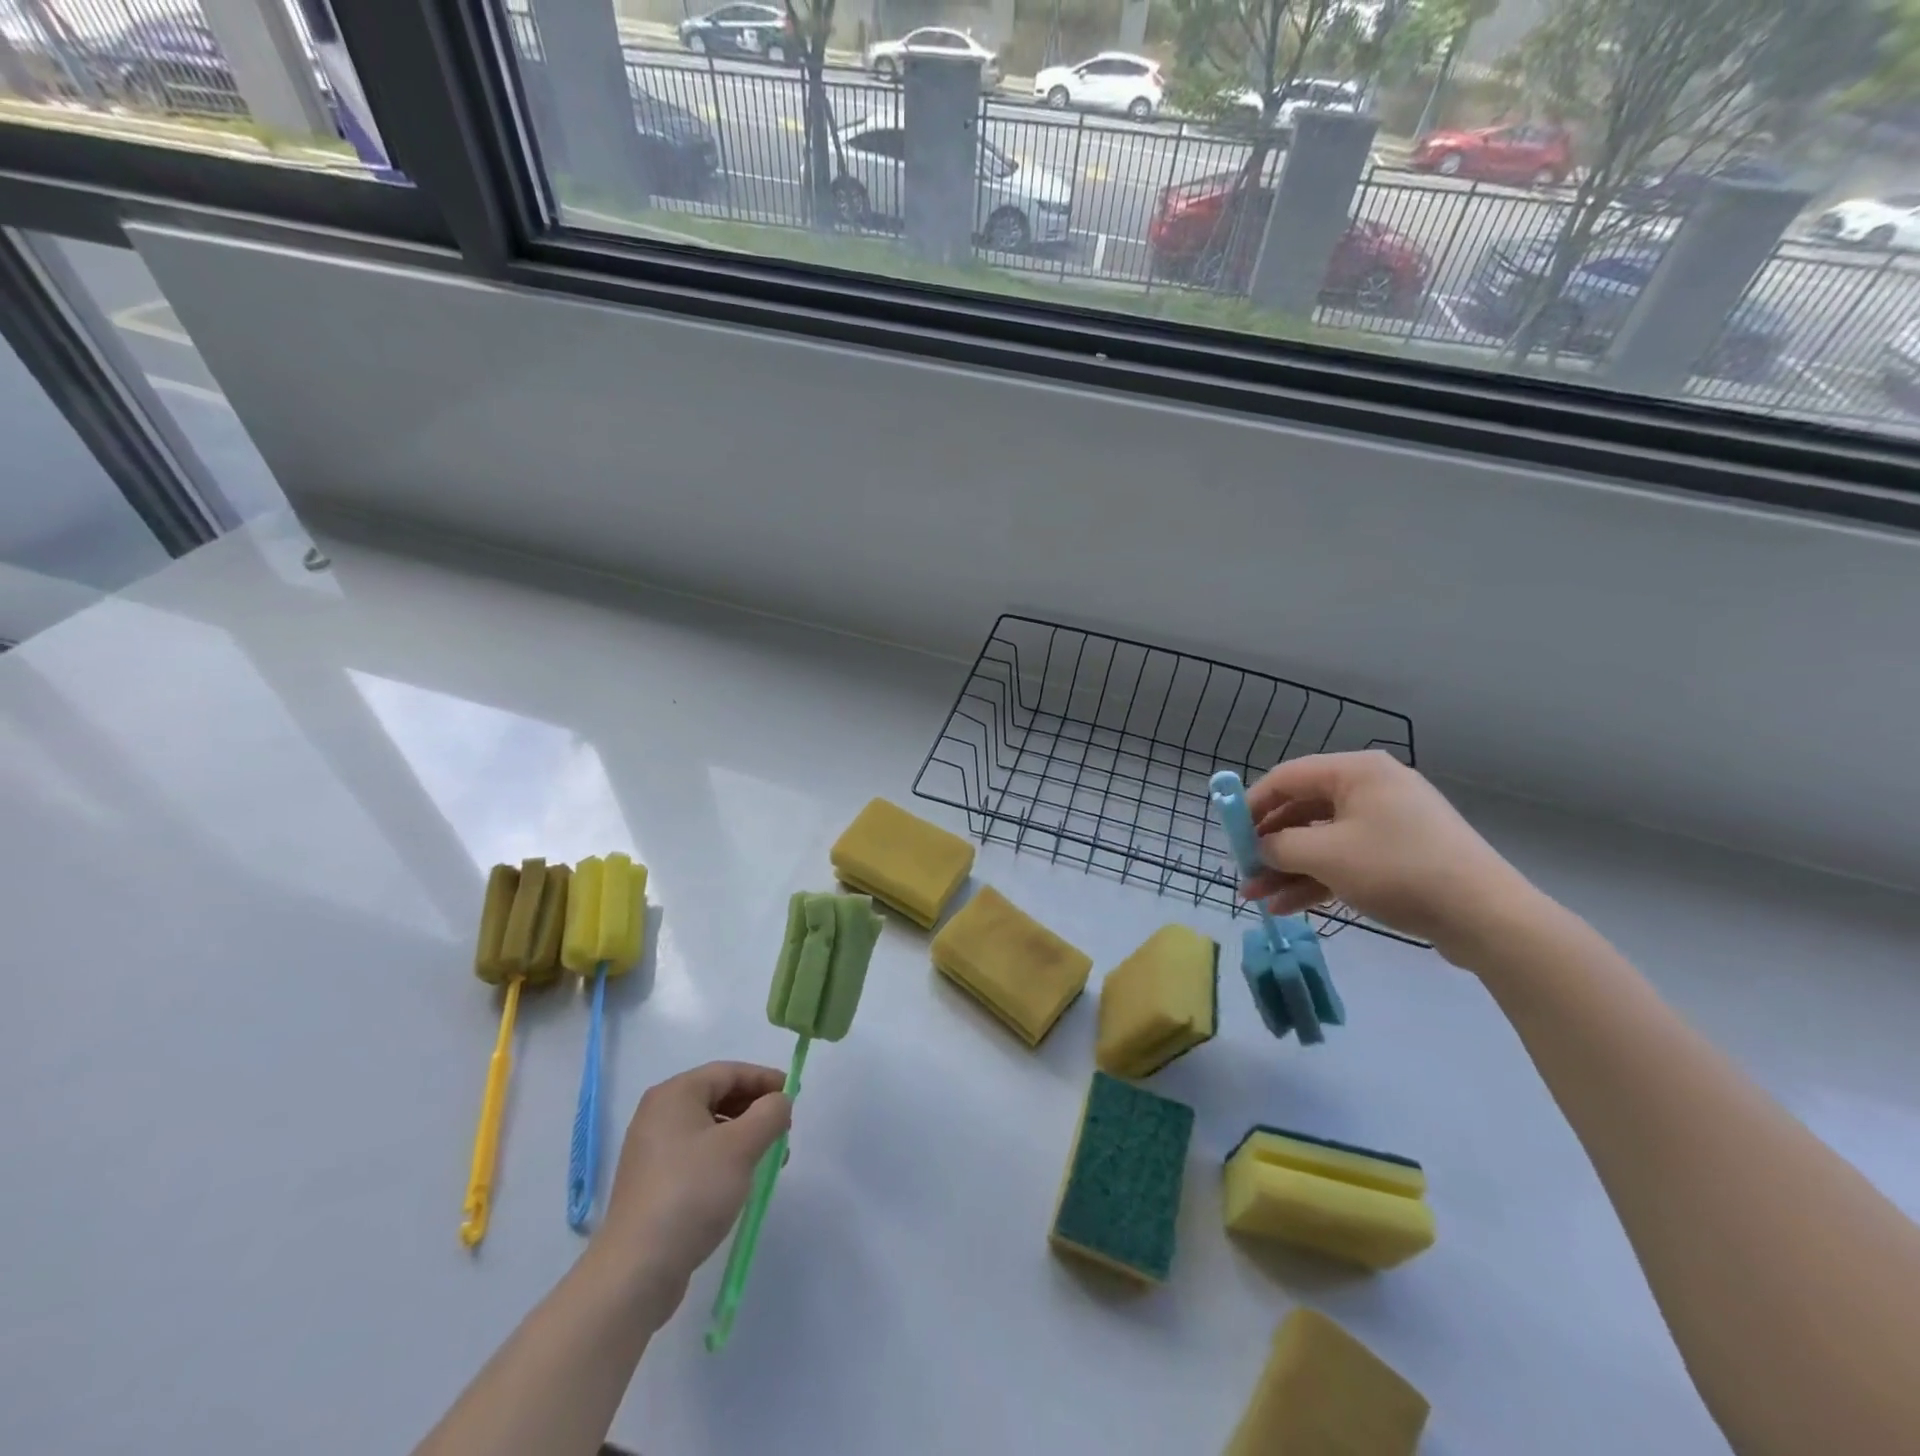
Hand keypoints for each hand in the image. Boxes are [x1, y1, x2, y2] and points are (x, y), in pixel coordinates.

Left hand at [591, 1061, 790, 1321]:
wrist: (638, 1270)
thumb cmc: (692, 1192)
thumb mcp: (742, 1146)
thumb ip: (770, 1113)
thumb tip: (780, 1101)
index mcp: (675, 1094)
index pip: (729, 1072)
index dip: (764, 1079)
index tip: (793, 1095)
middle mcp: (659, 1114)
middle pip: (718, 1096)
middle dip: (755, 1109)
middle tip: (783, 1129)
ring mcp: (652, 1150)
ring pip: (710, 1127)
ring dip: (744, 1136)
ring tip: (769, 1159)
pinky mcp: (653, 1182)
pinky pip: (697, 1154)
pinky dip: (724, 1157)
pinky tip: (740, 1180)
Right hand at [1241, 750, 1541, 964]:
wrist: (1486, 916)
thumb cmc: (1398, 869)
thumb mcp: (1326, 855)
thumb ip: (1279, 846)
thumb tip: (1259, 848)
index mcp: (1356, 771)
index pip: (1287, 778)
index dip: (1252, 805)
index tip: (1229, 834)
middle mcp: (1370, 789)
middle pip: (1303, 811)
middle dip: (1268, 845)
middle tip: (1244, 872)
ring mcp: (1388, 823)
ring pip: (1322, 840)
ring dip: (1287, 868)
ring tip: (1257, 898)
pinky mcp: (1400, 855)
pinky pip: (1346, 859)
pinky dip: (1317, 879)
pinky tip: (1288, 906)